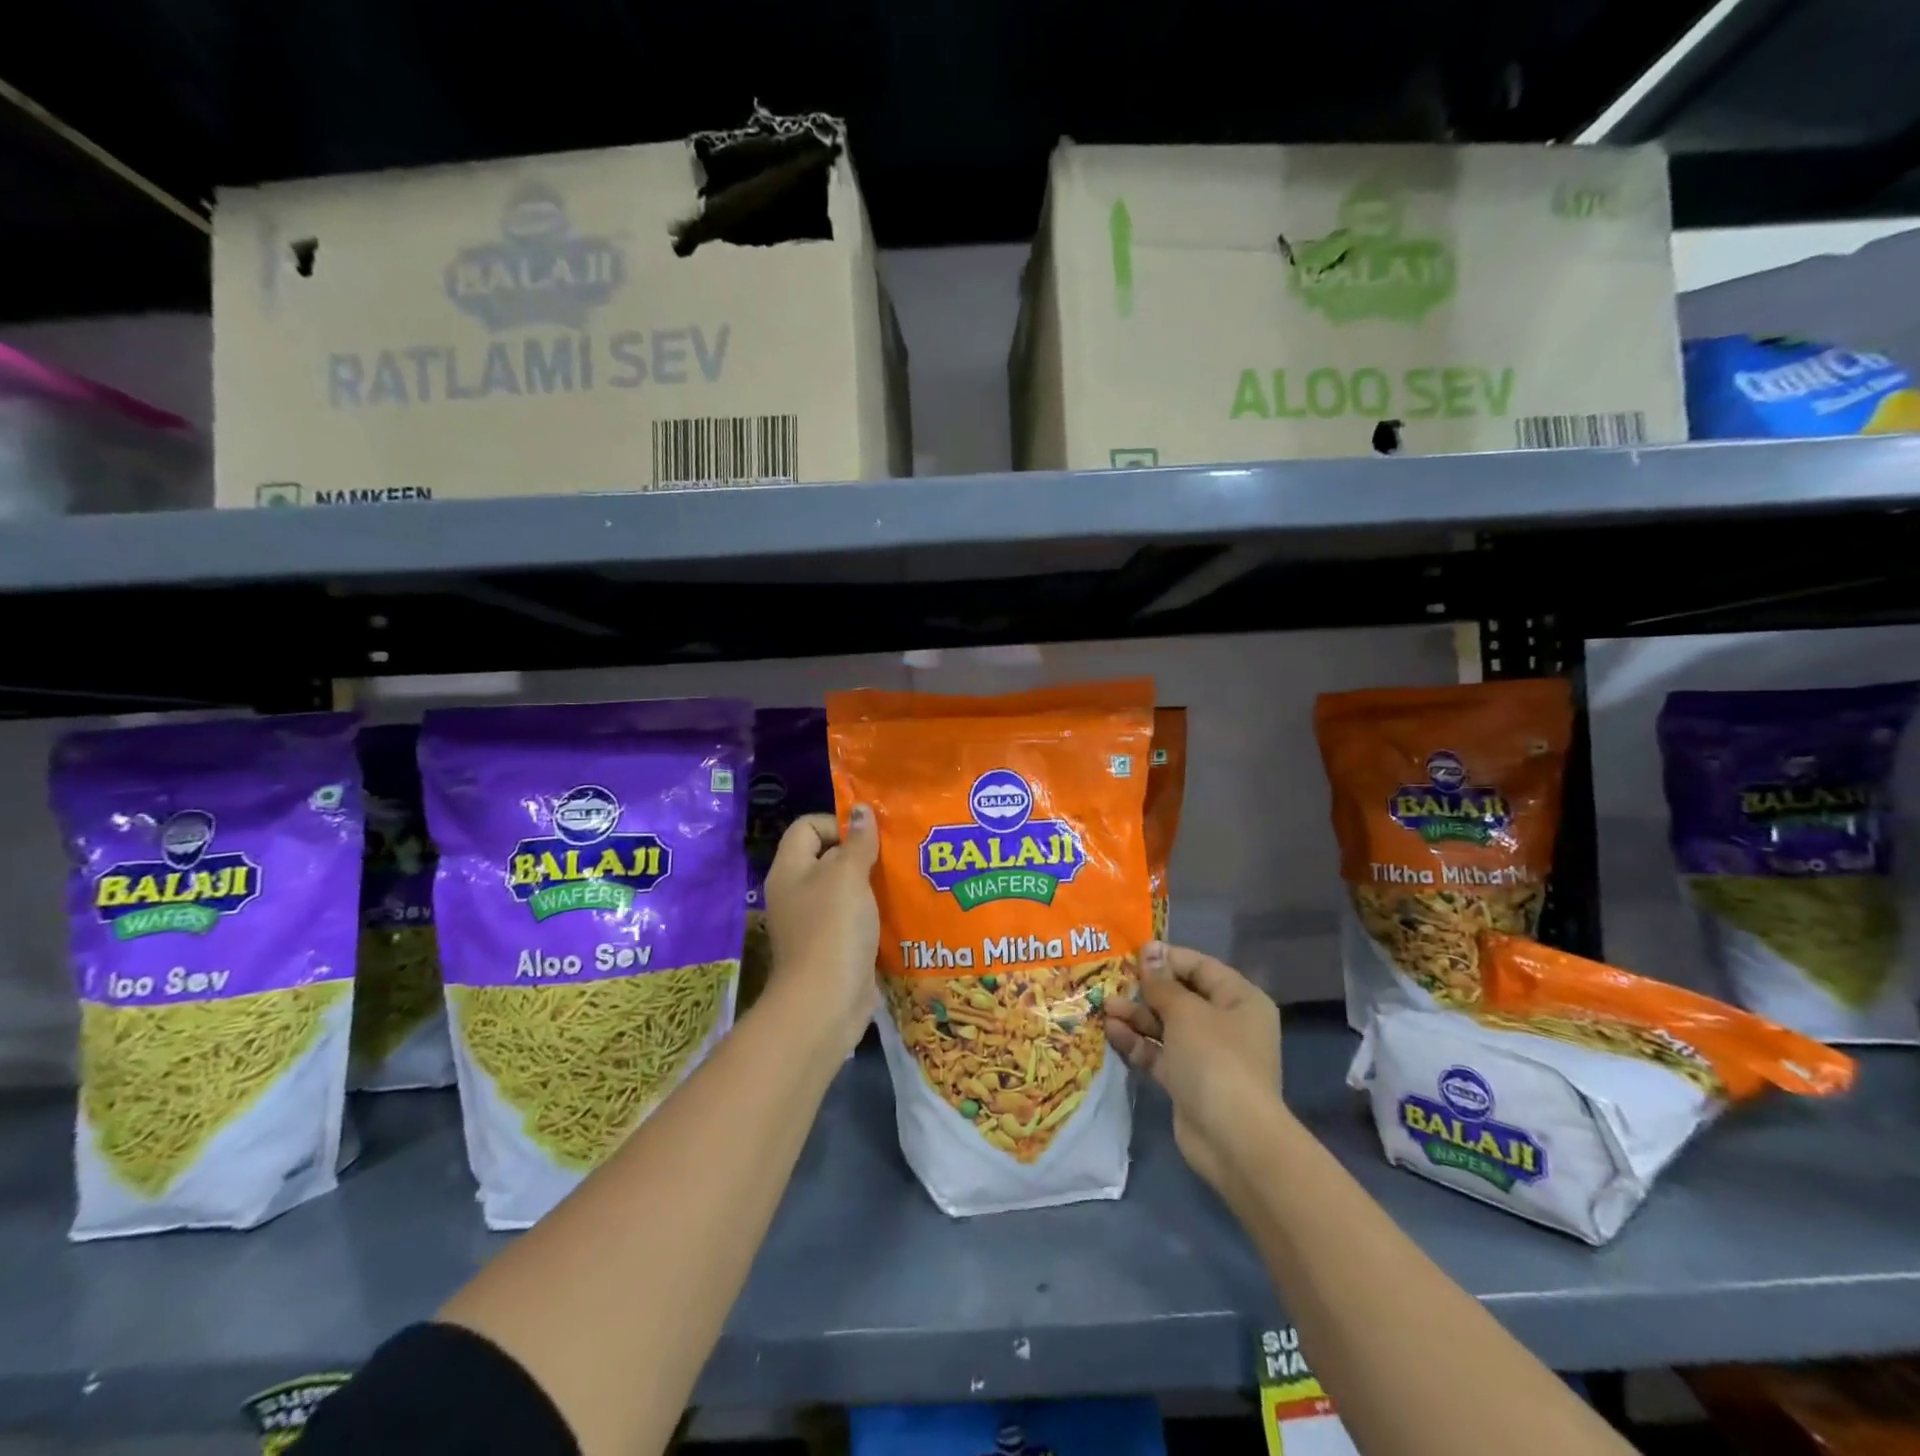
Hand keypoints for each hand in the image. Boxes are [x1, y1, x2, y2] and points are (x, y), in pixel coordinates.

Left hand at [761, 807, 880, 1053]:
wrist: (826, 1002)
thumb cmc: (832, 928)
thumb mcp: (847, 875)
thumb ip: (857, 841)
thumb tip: (862, 810)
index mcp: (790, 869)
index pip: (807, 826)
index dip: (837, 824)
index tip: (869, 837)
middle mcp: (797, 892)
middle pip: (828, 857)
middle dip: (862, 853)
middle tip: (895, 855)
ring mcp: (814, 922)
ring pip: (845, 889)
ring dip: (872, 883)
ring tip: (903, 879)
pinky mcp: (834, 947)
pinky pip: (855, 918)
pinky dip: (874, 913)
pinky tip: (900, 911)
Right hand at [1105, 941, 1281, 1195]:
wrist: (1232, 1139)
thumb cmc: (1215, 1059)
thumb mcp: (1185, 1012)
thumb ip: (1162, 982)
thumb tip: (1150, 950)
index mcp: (1239, 999)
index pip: (1200, 966)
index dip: (1166, 958)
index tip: (1132, 953)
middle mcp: (1227, 1023)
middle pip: (1181, 996)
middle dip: (1146, 990)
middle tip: (1111, 982)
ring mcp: (1207, 1054)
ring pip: (1167, 1025)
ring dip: (1137, 1016)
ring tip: (1105, 1008)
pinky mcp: (1188, 1081)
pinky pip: (1160, 1053)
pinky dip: (1139, 1043)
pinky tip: (1112, 1032)